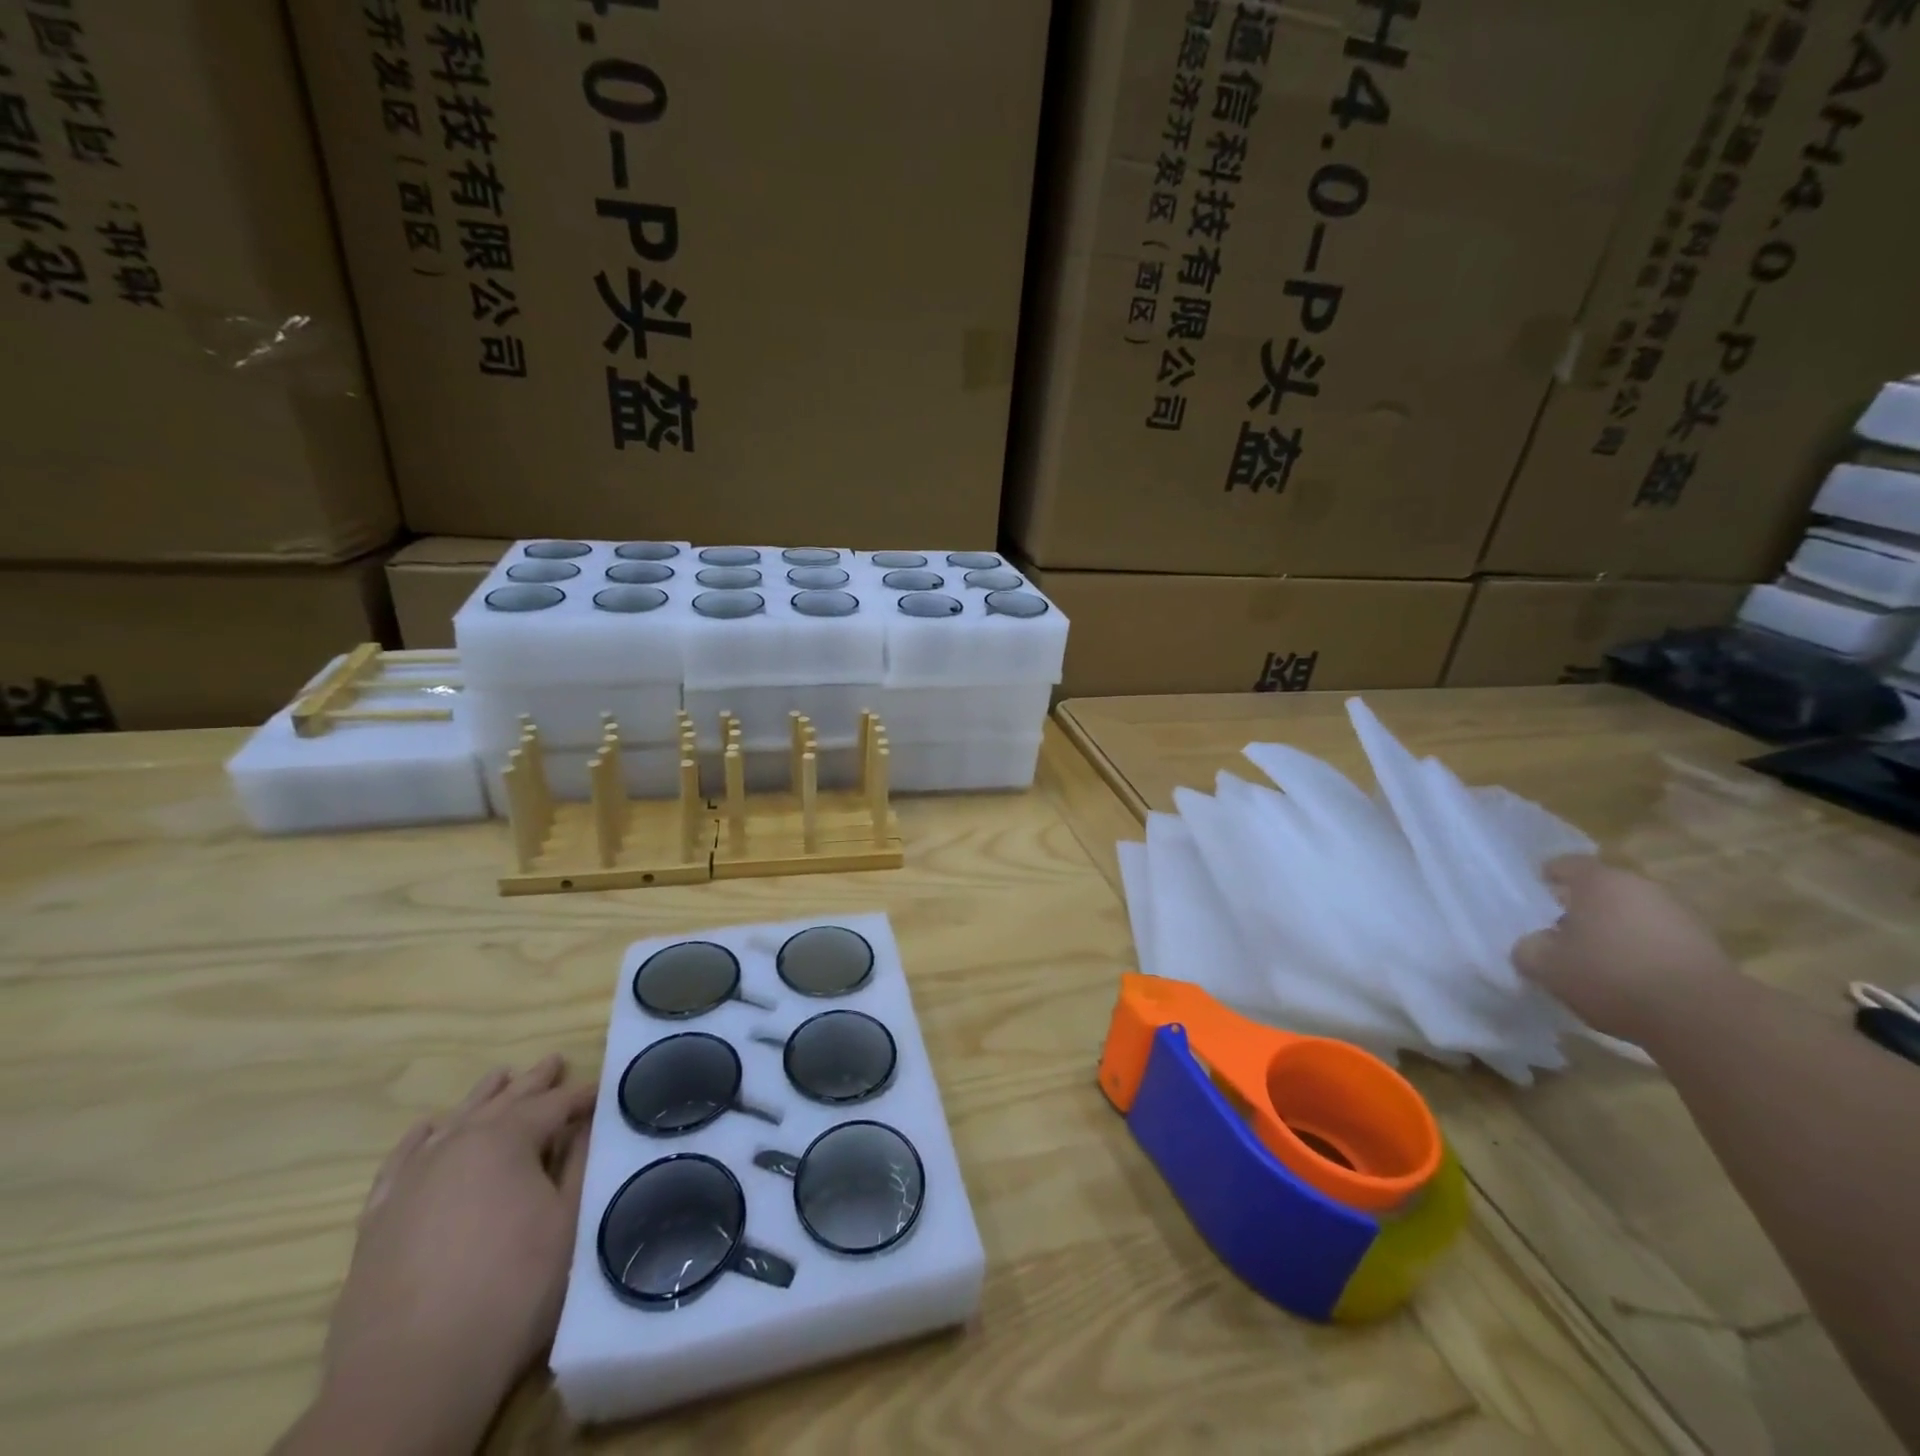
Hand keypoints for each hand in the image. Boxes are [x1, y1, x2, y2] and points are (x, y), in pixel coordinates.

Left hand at [284, 1055, 594, 1455]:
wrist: (413, 1374)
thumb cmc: (511, 1289)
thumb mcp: (568, 1223)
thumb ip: (579, 1165)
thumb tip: (588, 1125)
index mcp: (506, 1140)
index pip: (554, 1104)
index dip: (581, 1095)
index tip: (603, 1091)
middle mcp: (456, 1145)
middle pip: (503, 1103)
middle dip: (533, 1082)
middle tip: (554, 1060)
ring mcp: (411, 1181)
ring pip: (453, 1122)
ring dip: (481, 1099)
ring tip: (500, 1076)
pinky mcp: (378, 1220)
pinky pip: (399, 1162)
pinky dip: (416, 1140)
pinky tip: (427, 1128)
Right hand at [1513, 856, 1735, 1043]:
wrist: (1705, 1017)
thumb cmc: (1611, 975)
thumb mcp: (1546, 966)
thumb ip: (1528, 948)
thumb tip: (1533, 945)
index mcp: (1599, 881)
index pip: (1564, 864)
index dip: (1545, 879)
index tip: (1534, 899)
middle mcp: (1641, 887)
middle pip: (1601, 891)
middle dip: (1580, 910)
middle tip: (1559, 935)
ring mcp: (1680, 916)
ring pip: (1632, 915)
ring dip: (1613, 932)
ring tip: (1594, 962)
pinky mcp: (1706, 948)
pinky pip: (1658, 941)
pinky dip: (1641, 953)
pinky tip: (1629, 981)